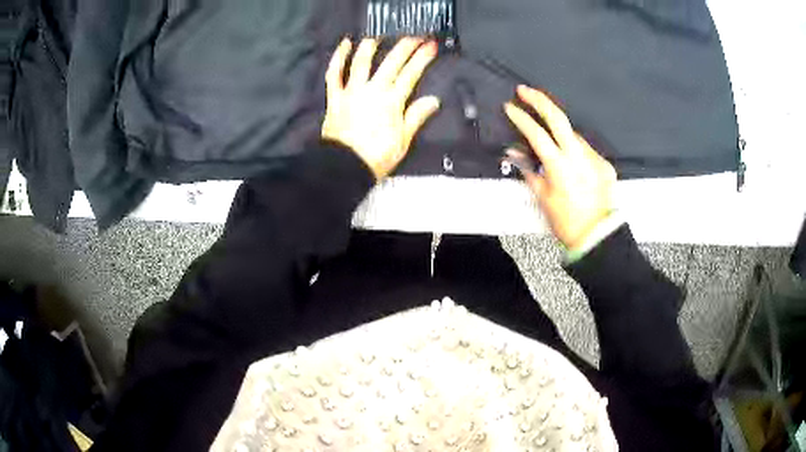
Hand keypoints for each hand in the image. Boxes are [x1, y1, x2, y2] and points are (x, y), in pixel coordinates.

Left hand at [322, 38, 440, 179]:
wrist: (344, 166)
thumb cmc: (376, 156)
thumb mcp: (403, 140)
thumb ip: (416, 116)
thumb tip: (433, 101)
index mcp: (392, 101)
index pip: (411, 74)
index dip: (422, 58)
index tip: (430, 45)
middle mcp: (373, 90)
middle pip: (391, 62)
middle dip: (404, 46)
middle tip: (413, 36)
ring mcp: (352, 91)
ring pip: (362, 62)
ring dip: (371, 46)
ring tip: (378, 36)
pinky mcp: (335, 97)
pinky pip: (335, 74)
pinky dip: (339, 58)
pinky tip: (345, 45)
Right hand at [504, 85, 616, 249]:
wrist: (598, 235)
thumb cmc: (567, 221)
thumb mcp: (543, 198)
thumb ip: (529, 171)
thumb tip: (514, 153)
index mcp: (559, 165)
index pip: (536, 133)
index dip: (521, 118)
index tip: (510, 107)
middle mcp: (578, 156)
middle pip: (558, 117)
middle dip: (540, 100)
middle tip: (525, 90)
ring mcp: (593, 157)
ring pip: (573, 133)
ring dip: (559, 130)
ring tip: (550, 136)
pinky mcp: (604, 164)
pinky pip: (586, 149)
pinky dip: (575, 149)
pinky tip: (571, 160)